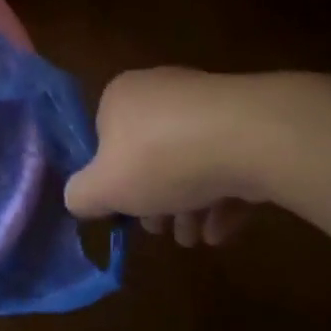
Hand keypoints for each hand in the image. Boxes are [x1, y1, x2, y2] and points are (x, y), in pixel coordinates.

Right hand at [65, 68, 271, 246]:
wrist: (250, 138)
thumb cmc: (160, 159)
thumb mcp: (102, 188)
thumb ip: (81, 196)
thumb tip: (79, 198)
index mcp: (121, 96)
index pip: (104, 138)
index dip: (111, 179)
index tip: (123, 210)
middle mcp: (163, 91)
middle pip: (150, 153)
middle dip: (154, 199)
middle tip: (160, 230)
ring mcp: (210, 105)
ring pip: (191, 162)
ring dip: (188, 205)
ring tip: (194, 239)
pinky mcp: (251, 123)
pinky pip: (228, 162)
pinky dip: (222, 197)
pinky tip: (221, 231)